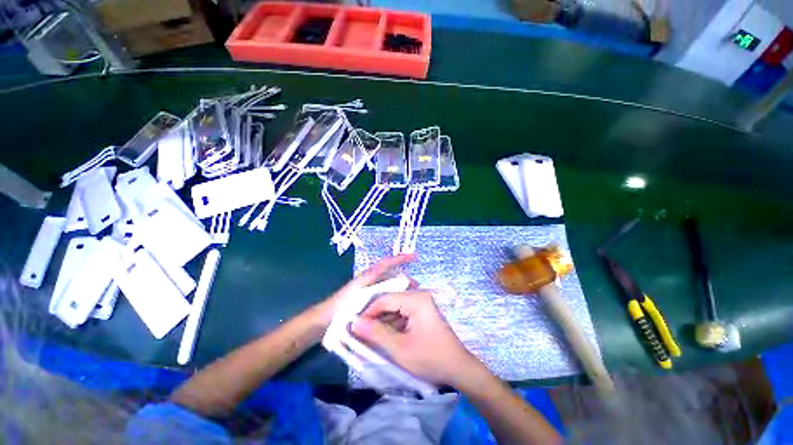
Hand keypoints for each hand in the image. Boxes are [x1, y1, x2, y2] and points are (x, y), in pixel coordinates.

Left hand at [311, 254, 416, 328]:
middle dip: (404, 281)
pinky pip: (384, 301)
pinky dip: (393, 303)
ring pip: (389, 290)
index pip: (387, 263)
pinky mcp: (368, 305)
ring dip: (400, 293)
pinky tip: (399, 310)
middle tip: (416, 286)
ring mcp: (369, 294)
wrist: (325, 321)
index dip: (401, 258)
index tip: (414, 257)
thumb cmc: (340, 304)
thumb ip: (374, 279)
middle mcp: (370, 282)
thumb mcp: (359, 290)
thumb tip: (395, 273)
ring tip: (411, 299)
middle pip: (391, 277)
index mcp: (368, 276)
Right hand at [351, 291, 483, 386]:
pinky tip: (384, 336)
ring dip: (383, 321)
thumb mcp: (400, 348)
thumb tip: (355, 323)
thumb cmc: (430, 358)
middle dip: (375, 317)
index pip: (385, 298)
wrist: (458, 369)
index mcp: (416, 299)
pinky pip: (402, 313)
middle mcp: (419, 296)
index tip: (355, 326)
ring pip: (395, 307)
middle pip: (390, 301)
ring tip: (369, 336)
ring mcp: (422, 303)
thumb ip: (376, 333)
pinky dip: (392, 324)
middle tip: (360, 332)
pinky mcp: (422, 312)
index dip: (368, 312)